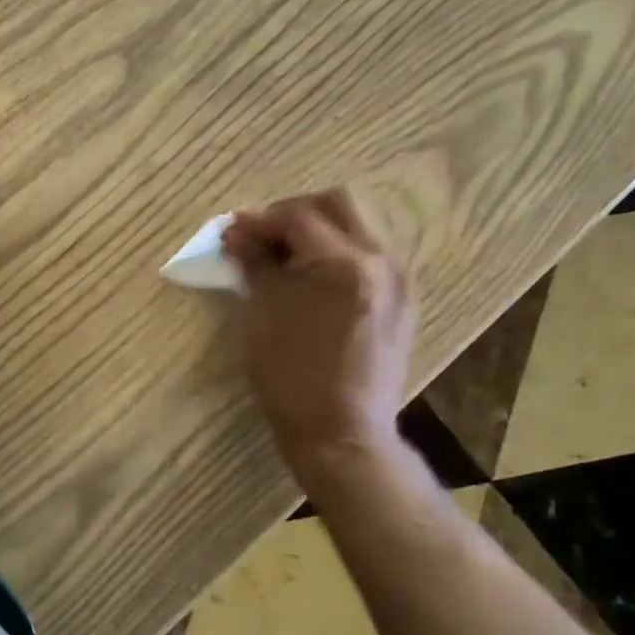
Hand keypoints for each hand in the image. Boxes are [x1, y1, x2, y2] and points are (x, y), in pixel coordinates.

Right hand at [222, 189, 416, 478]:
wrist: (341, 432)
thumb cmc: (290, 374)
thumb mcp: (261, 313)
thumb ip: (253, 263)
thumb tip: (237, 233)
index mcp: (343, 262)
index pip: (297, 217)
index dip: (259, 220)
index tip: (232, 232)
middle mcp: (380, 259)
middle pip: (339, 202)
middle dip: (296, 211)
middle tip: (265, 234)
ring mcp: (398, 279)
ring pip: (361, 224)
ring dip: (320, 227)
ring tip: (287, 255)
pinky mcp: (403, 299)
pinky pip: (372, 252)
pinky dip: (341, 250)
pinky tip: (314, 276)